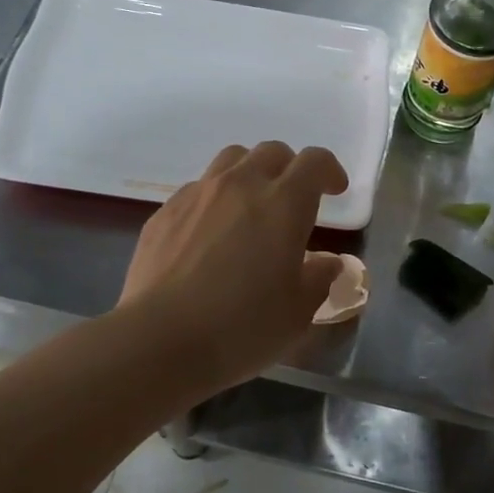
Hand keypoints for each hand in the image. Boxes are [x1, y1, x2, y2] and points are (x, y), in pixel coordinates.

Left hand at [119, 142, 348, 390]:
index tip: (335, 190)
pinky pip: (197, 188)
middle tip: (294, 199)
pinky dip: (214, 199)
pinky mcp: (164, 212)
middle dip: (290, 168)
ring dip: (250, 173)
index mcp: (284, 203)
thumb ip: (320, 279)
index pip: (313, 162)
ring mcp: (197, 194)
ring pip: (231, 160)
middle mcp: (241, 185)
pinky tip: (210, 234)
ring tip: (251, 206)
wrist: (159, 340)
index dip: (329, 170)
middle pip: (271, 152)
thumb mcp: (299, 312)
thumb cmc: (242, 327)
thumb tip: (328, 263)